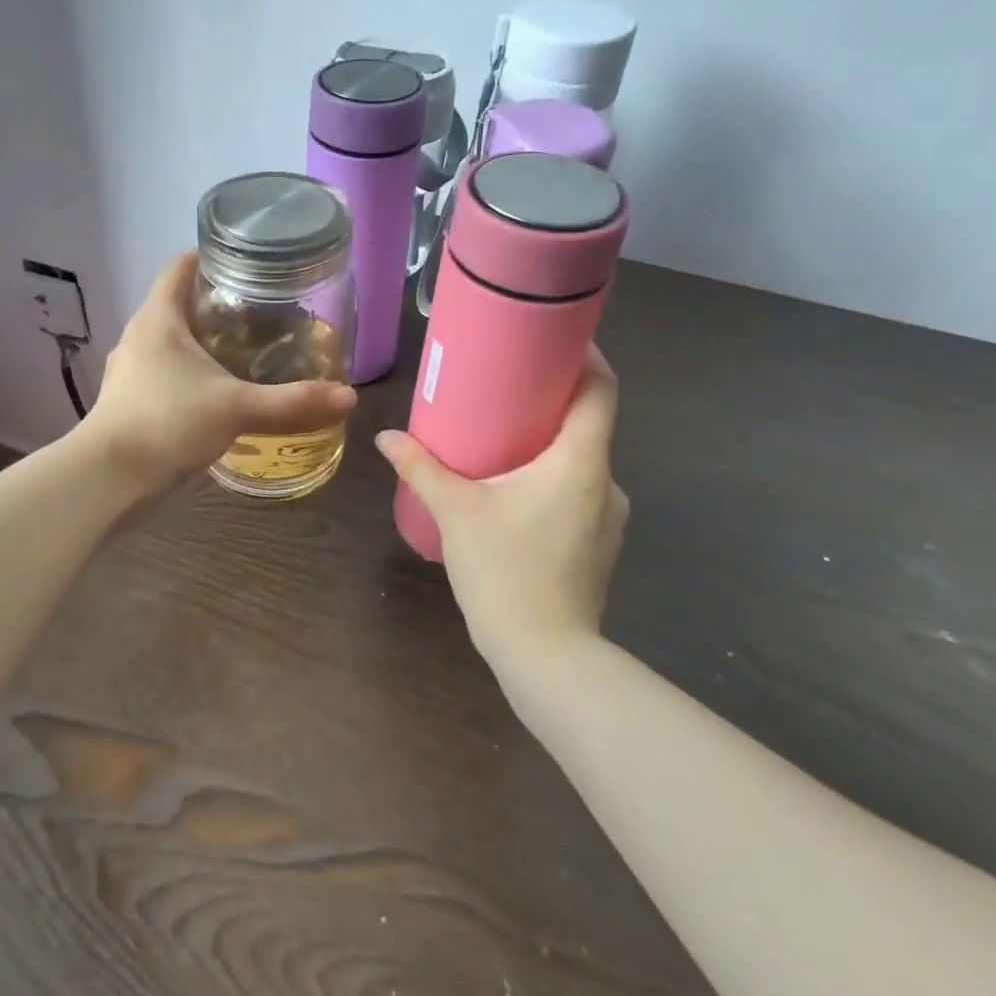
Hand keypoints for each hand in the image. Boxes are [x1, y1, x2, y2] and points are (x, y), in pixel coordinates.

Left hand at [82, 252, 357, 494]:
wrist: (108, 479)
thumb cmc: (168, 423)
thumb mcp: (237, 408)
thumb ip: (292, 402)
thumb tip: (348, 397)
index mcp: (159, 318)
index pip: (181, 266)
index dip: (212, 256)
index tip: (250, 264)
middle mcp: (140, 336)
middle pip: (179, 303)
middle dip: (218, 305)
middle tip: (263, 313)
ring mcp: (131, 370)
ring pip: (171, 341)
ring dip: (204, 342)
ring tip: (246, 352)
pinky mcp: (129, 400)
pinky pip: (165, 373)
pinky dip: (191, 373)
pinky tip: (218, 393)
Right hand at [375, 347, 628, 658]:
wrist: (546, 656)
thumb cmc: (505, 570)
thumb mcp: (456, 512)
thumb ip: (421, 468)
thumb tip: (386, 436)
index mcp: (580, 462)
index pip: (602, 390)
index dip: (584, 356)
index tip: (552, 338)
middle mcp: (606, 482)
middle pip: (589, 423)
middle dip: (551, 401)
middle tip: (506, 388)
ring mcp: (608, 518)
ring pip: (582, 462)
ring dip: (550, 444)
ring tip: (503, 441)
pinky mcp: (599, 545)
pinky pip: (579, 493)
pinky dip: (552, 479)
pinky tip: (515, 493)